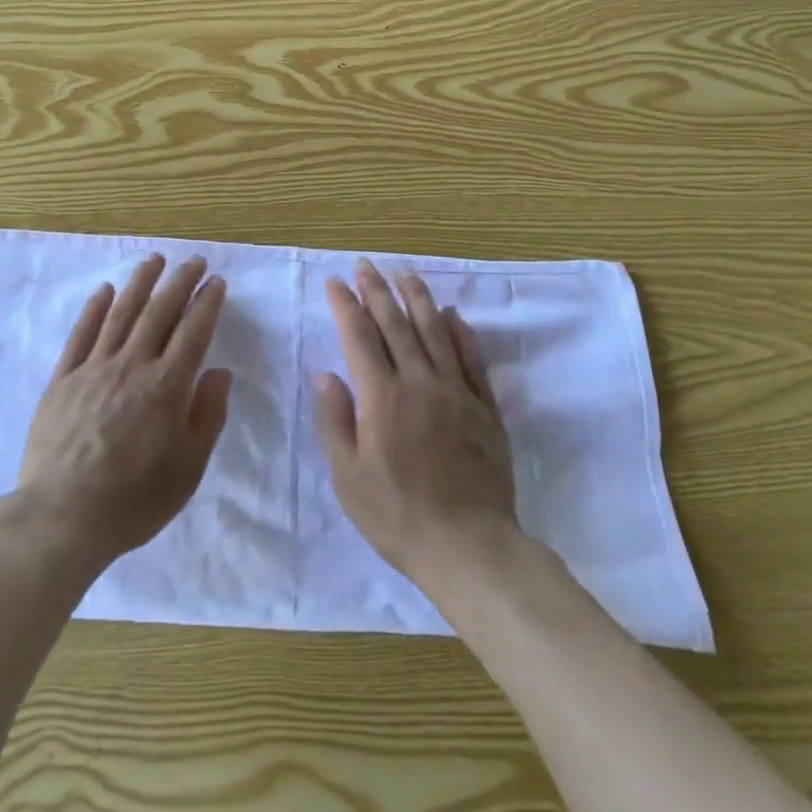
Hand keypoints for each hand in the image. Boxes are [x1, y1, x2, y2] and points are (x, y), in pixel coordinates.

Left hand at [15, 255, 232, 569]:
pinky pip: (81, 335)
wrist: (61, 518)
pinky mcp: (63, 380)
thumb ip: (207, 416)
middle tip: (193, 261)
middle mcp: (132, 366)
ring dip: (140, 283)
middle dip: (179, 282)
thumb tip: (219, 372)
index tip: (215, 282)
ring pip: (121, 313)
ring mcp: (93, 369)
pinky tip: (104, 291)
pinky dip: (94, 309)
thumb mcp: (188, 469)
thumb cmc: (133, 500)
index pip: (193, 331)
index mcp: (167, 387)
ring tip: (154, 260)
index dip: (207, 303)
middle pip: (159, 312)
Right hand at [313, 260, 517, 582]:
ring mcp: (456, 392)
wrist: (468, 546)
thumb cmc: (397, 515)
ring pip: (435, 331)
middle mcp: (419, 383)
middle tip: (365, 265)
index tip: (336, 282)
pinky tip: (452, 314)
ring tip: (405, 272)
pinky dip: (460, 331)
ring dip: (418, 298)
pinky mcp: (485, 407)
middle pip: (396, 324)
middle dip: (377, 291)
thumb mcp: (347, 477)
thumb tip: (326, 374)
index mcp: (382, 397)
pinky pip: (471, 358)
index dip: (346, 305)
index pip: (360, 337)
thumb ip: (334, 421)